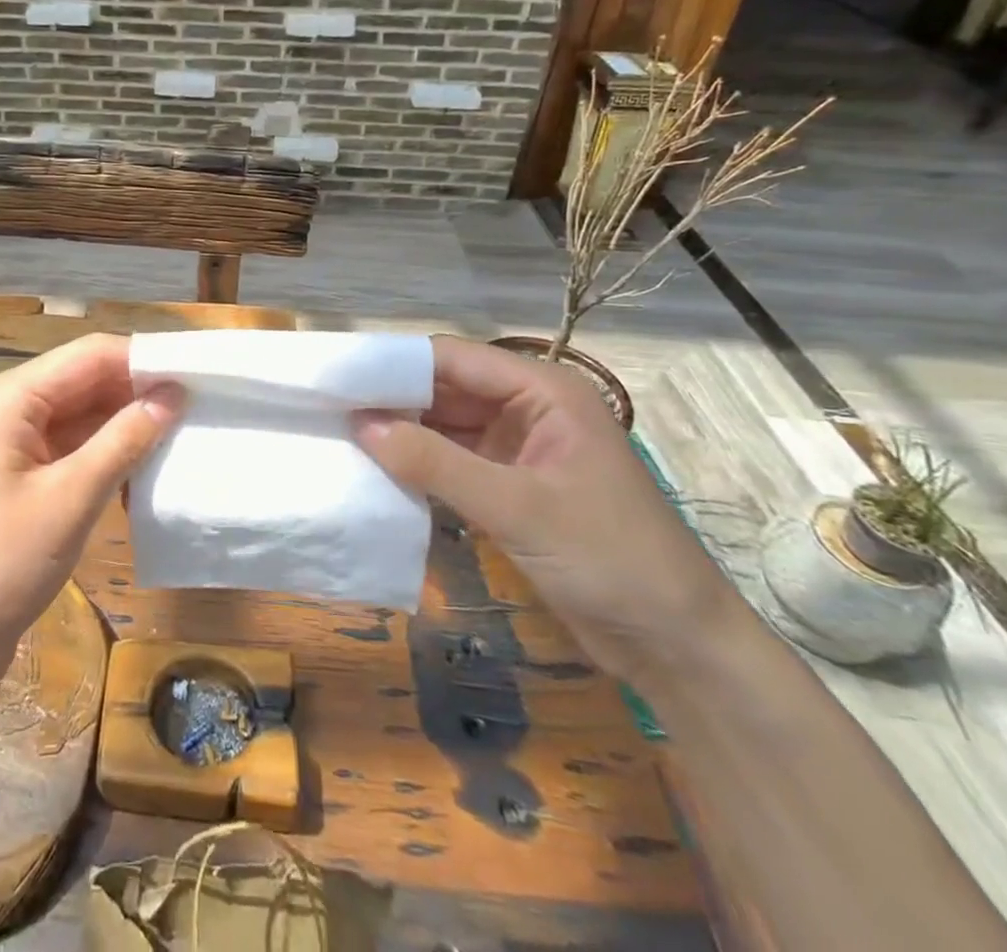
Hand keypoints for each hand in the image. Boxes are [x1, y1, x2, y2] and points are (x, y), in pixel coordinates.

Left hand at [0, 333, 182, 696]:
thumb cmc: (1, 565)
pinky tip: (139, 471)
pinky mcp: (12, 476)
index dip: (142, 360)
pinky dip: (102, 454)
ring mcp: (6, 443)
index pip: (89, 355)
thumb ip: (125, 440)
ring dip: (123, 425)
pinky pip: (66, 447)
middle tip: (196, 407)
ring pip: (77, 415)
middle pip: (82, 381)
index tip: (195, 374)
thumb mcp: (72, 498)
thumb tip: (173, 395)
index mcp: (8, 398)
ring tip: (179, 436)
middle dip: (136, 392)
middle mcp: (4, 408)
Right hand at [355, 336, 741, 686]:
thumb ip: (436, 463)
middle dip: (391, 399)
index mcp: (543, 391)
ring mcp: (517, 449)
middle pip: (444, 389)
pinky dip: (418, 465)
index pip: (452, 359)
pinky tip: (376, 469)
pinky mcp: (509, 487)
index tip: (337, 378)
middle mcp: (527, 408)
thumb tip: (360, 425)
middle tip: (328, 408)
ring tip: (340, 435)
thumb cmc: (611, 559)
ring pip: (444, 425)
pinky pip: (451, 462)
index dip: (394, 365)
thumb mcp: (518, 509)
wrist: (678, 647)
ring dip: (400, 433)